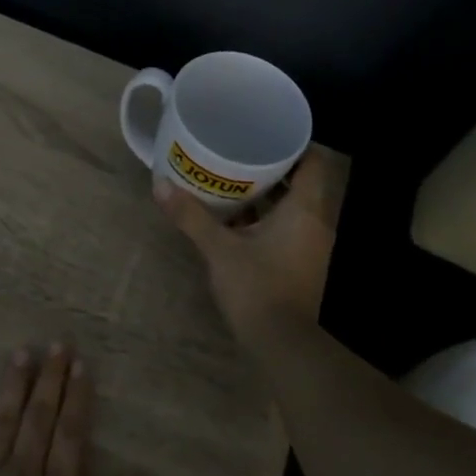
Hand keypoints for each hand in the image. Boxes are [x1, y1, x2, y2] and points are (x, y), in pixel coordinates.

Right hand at [155, 152, 340, 337]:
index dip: (294, 144)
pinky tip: (238, 218)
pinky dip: (268, 218)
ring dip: (269, 195)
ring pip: (293, 207)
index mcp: (305, 210)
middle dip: (273, 167)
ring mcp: (310, 246)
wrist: (281, 343)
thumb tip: (159, 184)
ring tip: (234, 180)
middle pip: (301, 182)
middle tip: (240, 151)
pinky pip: (287, 228)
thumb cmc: (257, 287)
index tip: (266, 132)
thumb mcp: (219, 249)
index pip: (313, 162)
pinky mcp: (301, 264)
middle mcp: (315, 223)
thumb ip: (191, 216)